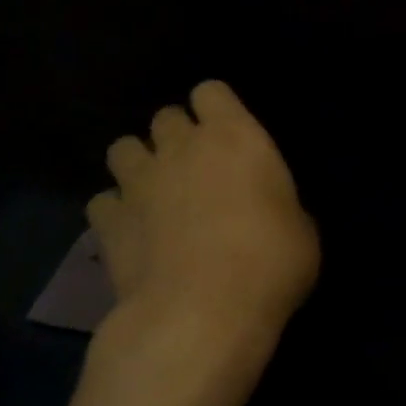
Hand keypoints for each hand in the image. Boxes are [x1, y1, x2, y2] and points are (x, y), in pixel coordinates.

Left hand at [83, 82, 318, 405]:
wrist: (201, 313)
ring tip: (155, 193)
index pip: (211, 91)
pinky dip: (115, 211)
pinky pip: (103, 201)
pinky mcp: (108, 222)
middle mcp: (181, 147)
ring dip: (139, 164)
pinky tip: (132, 232)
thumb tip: (270, 211)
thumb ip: (279, 205)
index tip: (229, 135)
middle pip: (165, 116)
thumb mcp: (301, 231)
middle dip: (177, 136)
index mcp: (235, 137)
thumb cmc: (270, 263)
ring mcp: (138, 182)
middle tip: (196, 169)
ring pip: (123, 148)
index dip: (217, 109)